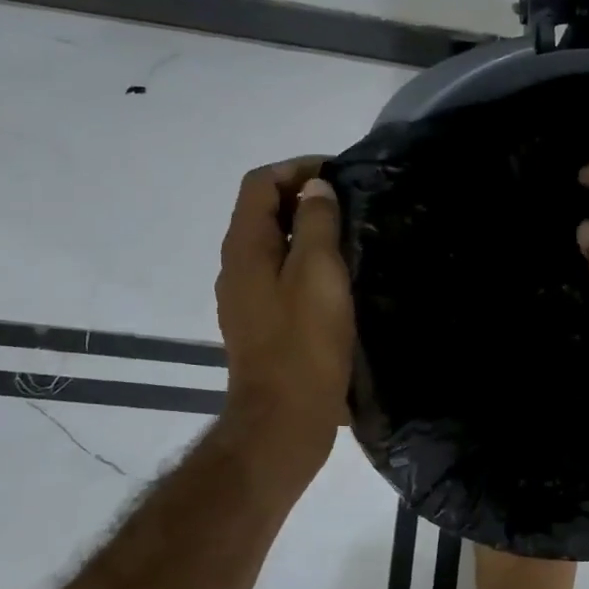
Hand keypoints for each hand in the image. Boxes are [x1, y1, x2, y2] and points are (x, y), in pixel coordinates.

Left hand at [215, 158, 353, 462]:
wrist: (284, 419)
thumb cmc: (304, 343)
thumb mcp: (317, 273)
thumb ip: (315, 224)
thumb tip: (314, 188)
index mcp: (245, 248)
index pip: (259, 184)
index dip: (296, 169)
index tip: (338, 175)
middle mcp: (237, 267)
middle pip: (262, 212)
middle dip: (303, 197)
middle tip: (351, 203)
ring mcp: (247, 298)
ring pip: (273, 246)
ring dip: (306, 231)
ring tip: (350, 235)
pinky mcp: (262, 324)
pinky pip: (280, 275)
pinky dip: (305, 263)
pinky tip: (338, 279)